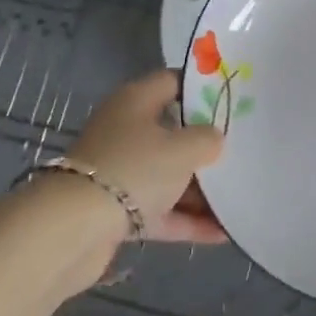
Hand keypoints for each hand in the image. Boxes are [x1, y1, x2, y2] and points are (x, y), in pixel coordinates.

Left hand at [66, 69, 226, 242]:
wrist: (74, 230)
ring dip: (199, 187)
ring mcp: (119, 170)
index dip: (203, 89)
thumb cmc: (134, 169)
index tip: (233, 100)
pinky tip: (222, 233)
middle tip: (242, 149)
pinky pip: (159, 208)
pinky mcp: (115, 210)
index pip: (174, 81)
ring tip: (239, 195)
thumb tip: (214, 139)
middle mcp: (126, 129)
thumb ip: (207, 139)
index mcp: (136, 100)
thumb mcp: (183, 149)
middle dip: (204, 143)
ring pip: (166, 173)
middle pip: (172, 130)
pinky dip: (186, 219)